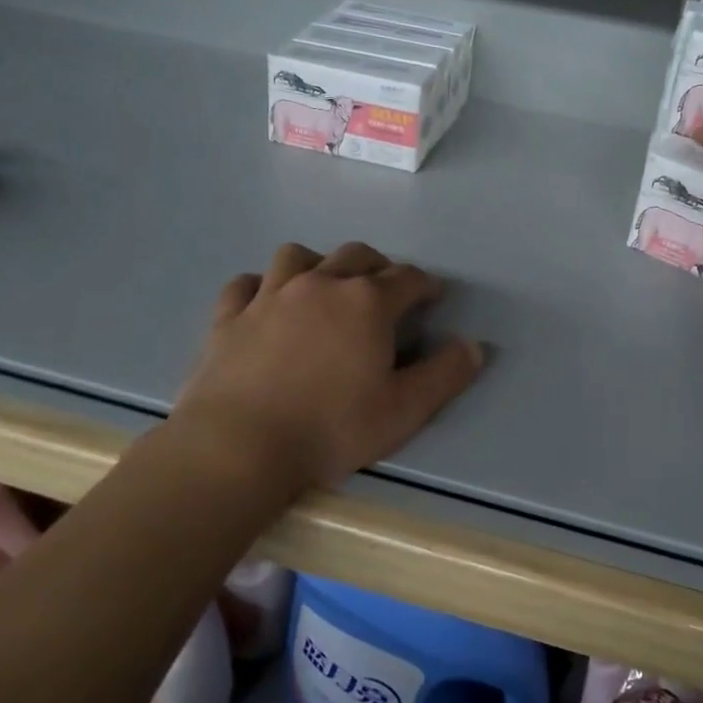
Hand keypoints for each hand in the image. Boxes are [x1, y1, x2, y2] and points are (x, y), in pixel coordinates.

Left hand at [169, 241, 482, 492]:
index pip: (407, 278)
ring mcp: (269, 296)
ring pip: (298, 257)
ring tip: (324, 286)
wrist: (239, 447)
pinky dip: (261, 286)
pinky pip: (246, 284)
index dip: (425, 284)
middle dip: (378, 266)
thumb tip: (473, 346)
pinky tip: (265, 303)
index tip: (432, 296)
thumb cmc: (330, 429)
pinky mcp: (229, 317)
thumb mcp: (404, 410)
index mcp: (366, 302)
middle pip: (356, 255)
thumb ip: (445, 375)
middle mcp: (320, 284)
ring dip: (318, 264)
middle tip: (384, 289)